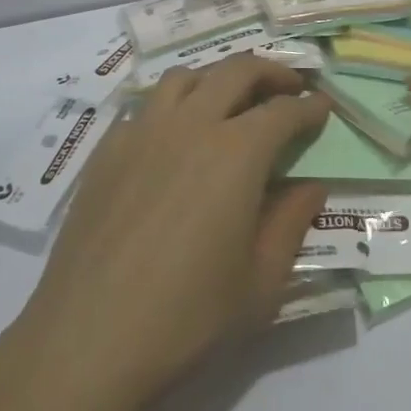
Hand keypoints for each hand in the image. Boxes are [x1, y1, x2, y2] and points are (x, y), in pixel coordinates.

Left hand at [10, 55, 330, 410]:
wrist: (87, 340)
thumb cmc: (187, 316)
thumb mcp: (261, 281)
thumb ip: (292, 223)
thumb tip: (313, 186)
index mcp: (237, 152)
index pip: (284, 111)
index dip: (310, 106)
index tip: (323, 107)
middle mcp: (191, 125)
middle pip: (237, 71)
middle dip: (272, 72)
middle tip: (290, 87)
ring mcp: (143, 132)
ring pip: (186, 77)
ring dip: (218, 78)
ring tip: (231, 100)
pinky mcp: (107, 150)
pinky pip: (146, 107)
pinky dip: (173, 106)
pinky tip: (175, 136)